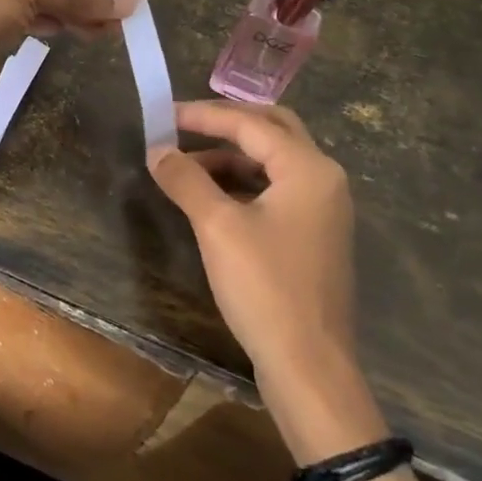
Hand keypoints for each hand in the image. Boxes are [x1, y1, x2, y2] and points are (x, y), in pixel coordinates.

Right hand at [148, 100, 377, 455]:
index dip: (203, 116)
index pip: (251, 124)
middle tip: (183, 126)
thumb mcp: (217, 228)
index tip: (163, 115)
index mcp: (308, 169)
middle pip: (273, 130)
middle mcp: (324, 179)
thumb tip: (156, 151)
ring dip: (232, 156)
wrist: (309, 365)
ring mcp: (324, 208)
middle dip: (226, 124)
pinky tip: (213, 197)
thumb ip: (186, 180)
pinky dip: (244, 183)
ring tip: (187, 166)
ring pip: (275, 162)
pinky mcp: (315, 234)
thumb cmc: (265, 288)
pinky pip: (278, 190)